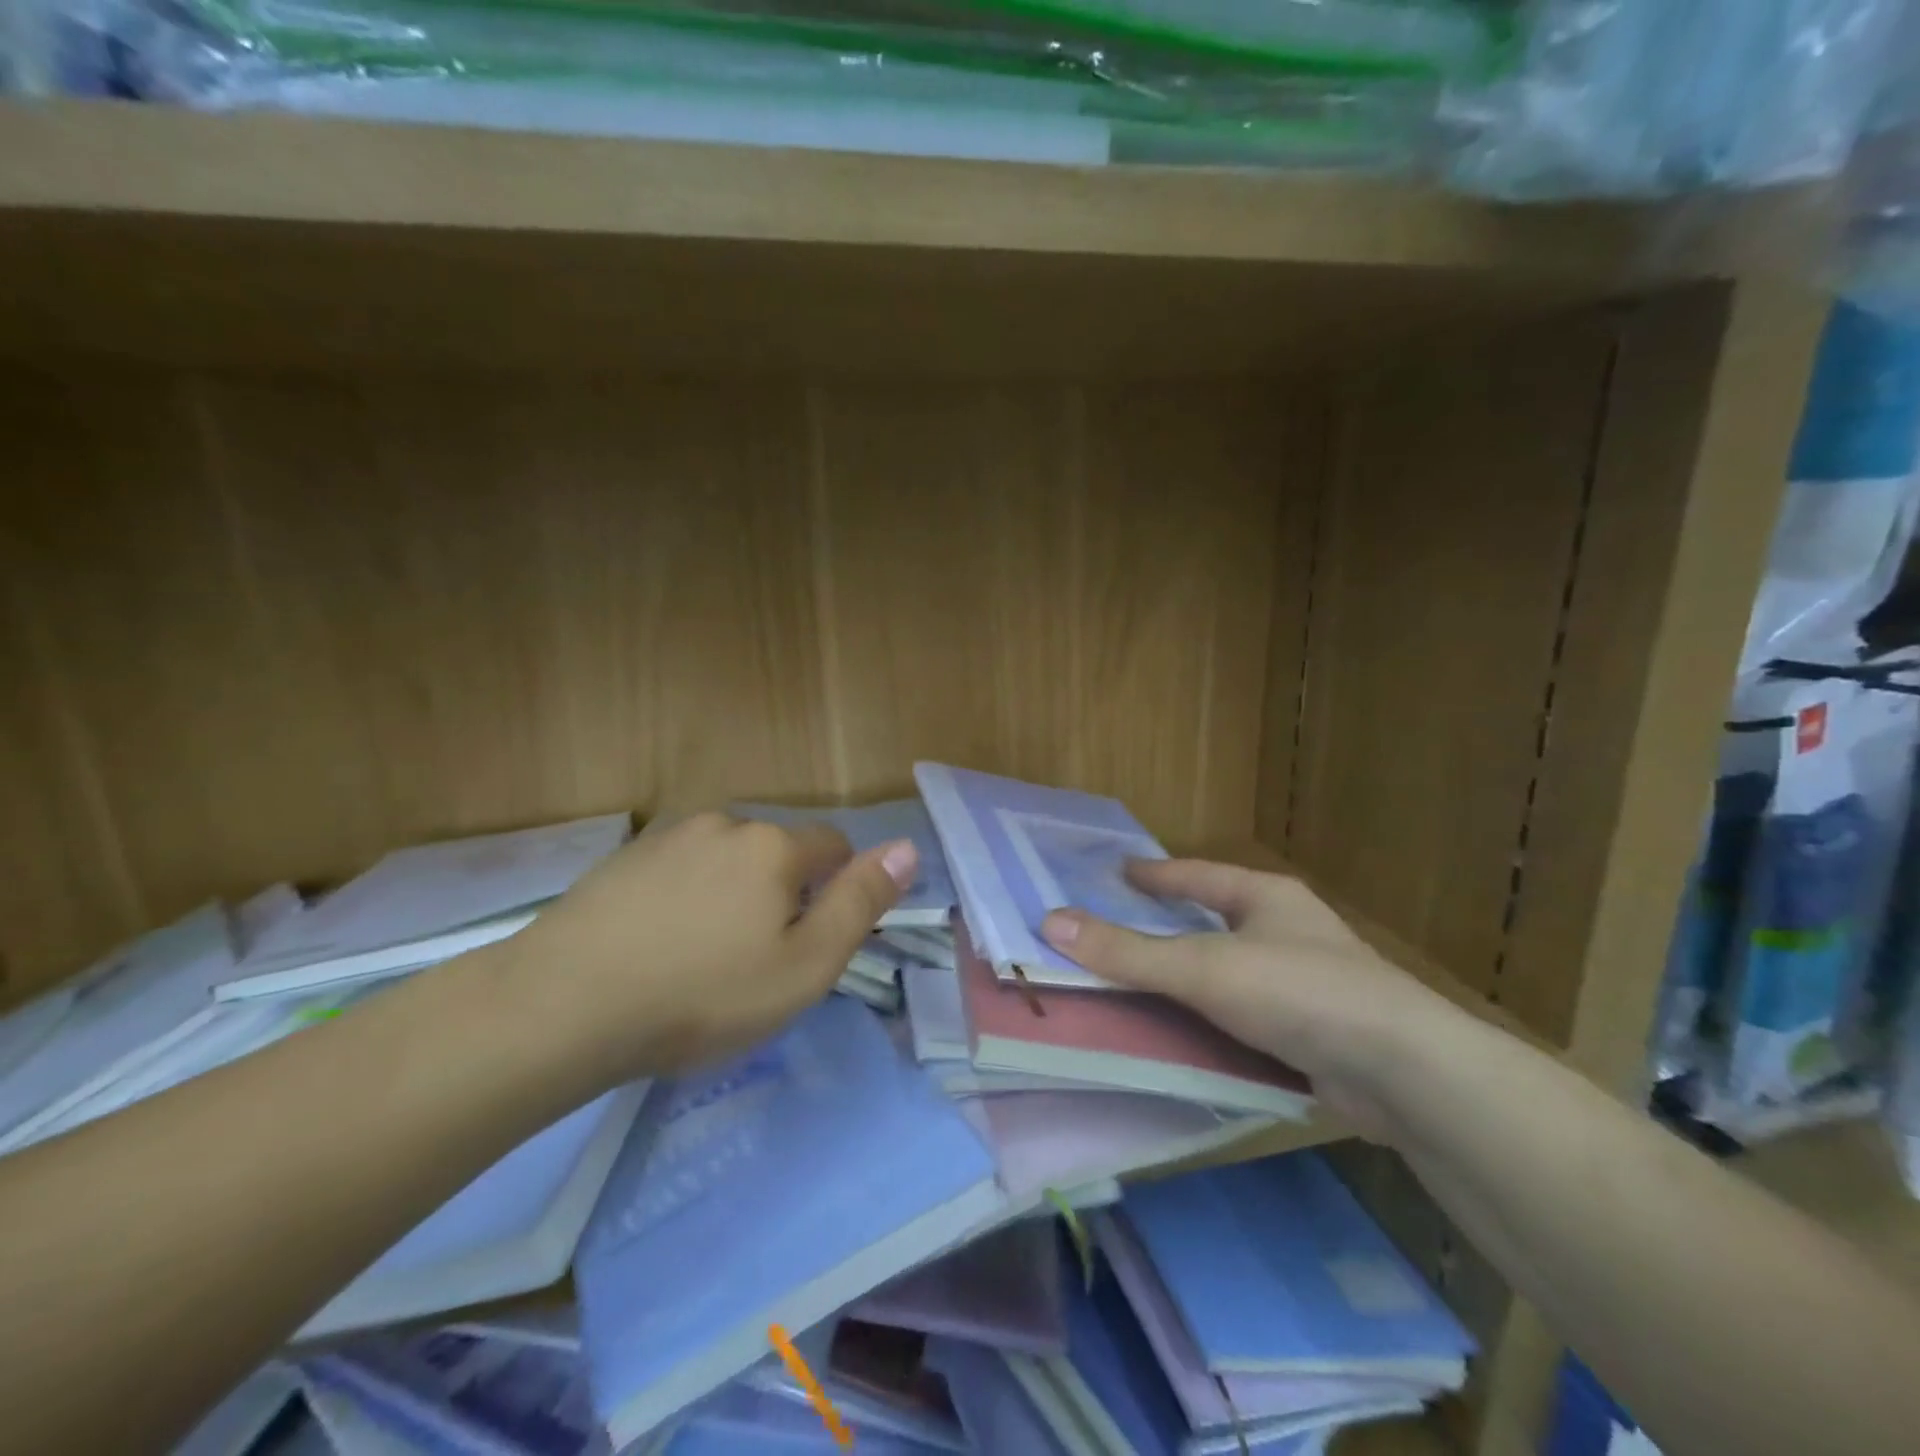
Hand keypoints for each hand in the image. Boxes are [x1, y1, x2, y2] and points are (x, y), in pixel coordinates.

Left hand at [500, 812, 915, 1079]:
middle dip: (782, 894)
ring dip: (731, 895)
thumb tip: (907, 848)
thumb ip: (861, 902)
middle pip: (778, 853)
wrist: (562, 1007)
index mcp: (775, 846)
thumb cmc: (703, 995)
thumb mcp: (804, 966)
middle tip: (755, 962)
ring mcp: (668, 838)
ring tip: (702, 958)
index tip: (810, 943)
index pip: (834, 846)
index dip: (836, 891)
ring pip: (726, 861)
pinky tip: (658, 946)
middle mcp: (726, 824)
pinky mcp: (623, 860)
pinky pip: (678, 872)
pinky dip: (684, 898)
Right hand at [1040, 860, 1464, 1138]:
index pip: (1198, 875)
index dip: (1156, 873)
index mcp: (1267, 898)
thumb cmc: (1296, 991)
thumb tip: (1050, 922)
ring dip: (1195, 975)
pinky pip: (1249, 1014)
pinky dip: (1217, 1018)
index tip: (1119, 871)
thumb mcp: (1201, 967)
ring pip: (1234, 969)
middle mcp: (1289, 931)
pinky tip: (1194, 1034)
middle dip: (1176, 922)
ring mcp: (1308, 982)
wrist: (1403, 1071)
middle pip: (1218, 918)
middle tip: (1127, 924)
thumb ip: (1127, 951)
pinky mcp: (1317, 1032)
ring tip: (1151, 981)